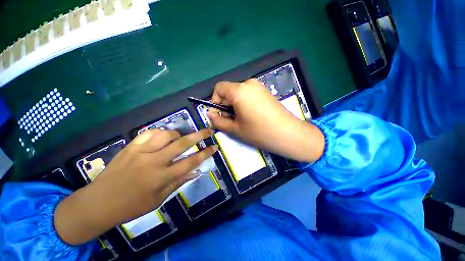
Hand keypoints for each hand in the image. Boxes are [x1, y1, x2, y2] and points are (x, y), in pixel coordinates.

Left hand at [55, 128, 216, 244]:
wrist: (98, 203)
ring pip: (166, 135)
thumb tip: (195, 172)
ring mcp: (141, 152)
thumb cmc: (131, 206)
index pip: (191, 162)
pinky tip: (163, 137)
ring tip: (181, 138)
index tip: (214, 146)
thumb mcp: (159, 200)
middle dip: (199, 136)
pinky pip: (150, 133)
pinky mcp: (130, 147)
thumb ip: (178, 182)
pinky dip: (161, 133)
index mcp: (162, 177)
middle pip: (182, 144)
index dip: (205, 153)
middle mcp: (154, 162)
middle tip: (209, 130)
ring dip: (178, 134)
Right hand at [208, 79, 323, 162]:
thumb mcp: (235, 129)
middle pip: (229, 91)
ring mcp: (259, 87)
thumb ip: (218, 121)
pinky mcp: (265, 92)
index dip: (214, 101)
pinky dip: (243, 104)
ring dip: (234, 106)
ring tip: (241, 120)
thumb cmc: (259, 132)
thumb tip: (209, 114)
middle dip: (225, 106)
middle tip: (230, 121)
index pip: (219, 88)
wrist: (288, 134)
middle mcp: (249, 84)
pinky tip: (250, 116)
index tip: (219, 115)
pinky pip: (248, 95)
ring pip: (238, 94)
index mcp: (239, 90)